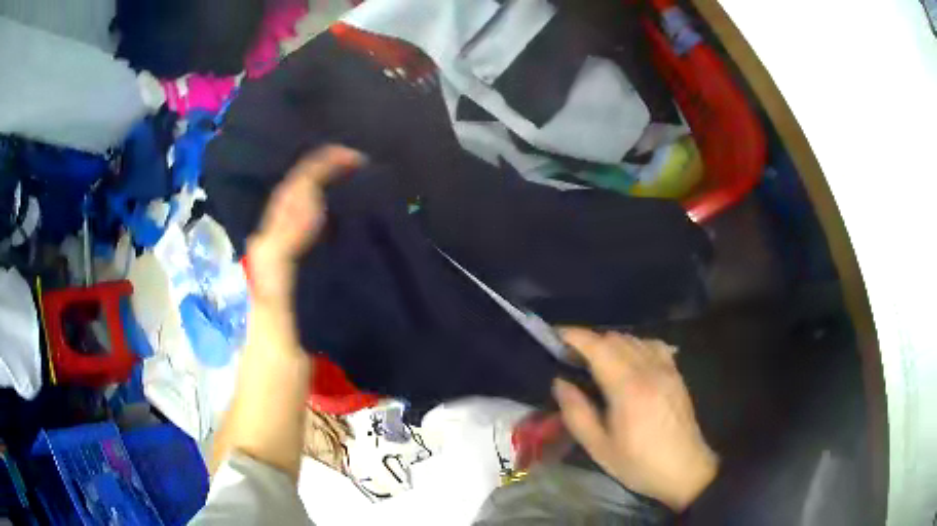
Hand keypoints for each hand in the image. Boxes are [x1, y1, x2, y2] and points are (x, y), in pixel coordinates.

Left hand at [212, 146, 362, 479]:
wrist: (274, 401)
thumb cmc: (274, 359)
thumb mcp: (277, 308)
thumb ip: (285, 255)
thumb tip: (310, 202)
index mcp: (270, 251)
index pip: (291, 194)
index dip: (318, 168)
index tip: (355, 156)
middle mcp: (277, 252)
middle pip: (299, 200)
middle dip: (327, 174)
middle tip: (365, 163)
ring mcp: (291, 271)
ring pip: (310, 220)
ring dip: (333, 195)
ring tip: (365, 183)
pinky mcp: (304, 288)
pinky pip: (320, 244)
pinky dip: (337, 225)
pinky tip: (358, 226)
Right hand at [553, 328, 717, 510]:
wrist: (684, 469)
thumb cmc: (638, 463)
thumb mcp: (599, 448)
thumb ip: (577, 413)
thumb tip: (560, 383)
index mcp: (628, 388)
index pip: (599, 347)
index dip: (575, 336)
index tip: (556, 336)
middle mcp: (649, 370)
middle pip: (615, 338)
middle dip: (590, 341)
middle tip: (572, 359)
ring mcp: (666, 369)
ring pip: (634, 339)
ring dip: (611, 343)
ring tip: (598, 362)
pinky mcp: (676, 374)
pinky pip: (653, 345)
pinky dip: (635, 345)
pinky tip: (629, 362)